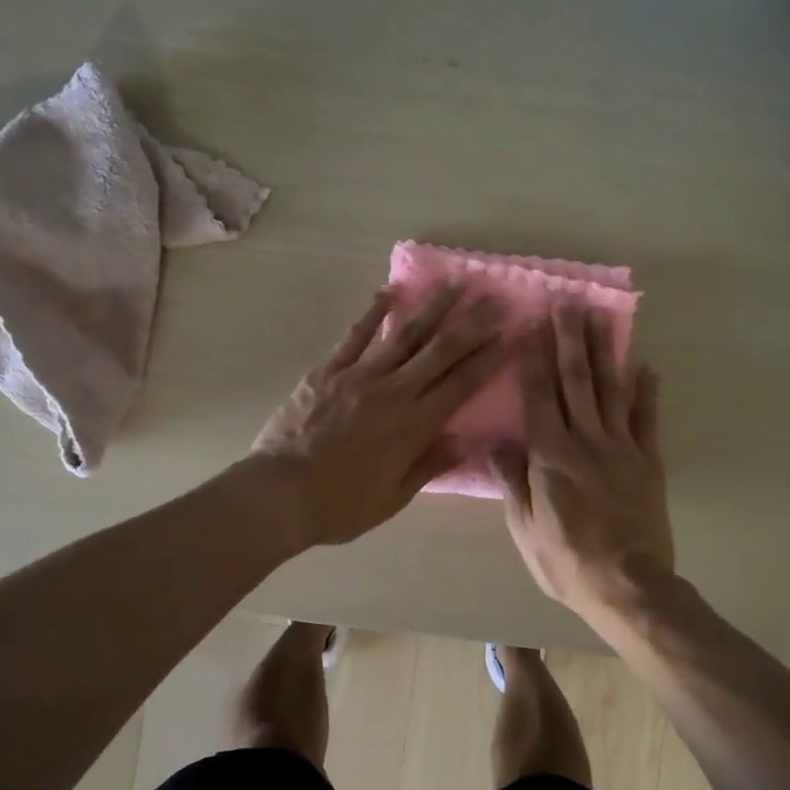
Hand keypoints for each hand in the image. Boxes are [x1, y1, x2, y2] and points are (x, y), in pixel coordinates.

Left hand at [250, 285, 505, 546]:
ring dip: (432, 308)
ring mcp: (359, 376)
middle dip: (471, 324)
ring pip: (404, 334)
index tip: (510, 334)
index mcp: (414, 425)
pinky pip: (355, 335)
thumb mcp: (395, 497)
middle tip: (494, 300)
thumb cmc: (341, 504)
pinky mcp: (328, 370)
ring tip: (454, 284)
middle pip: (440, 351)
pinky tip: (390, 290)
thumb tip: (467, 437)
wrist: (279, 493)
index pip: (461, 384)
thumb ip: (431, 463)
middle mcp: (394, 392)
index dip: (488, 358)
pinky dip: (373, 312)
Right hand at [493, 306, 674, 620]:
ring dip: (605, 351)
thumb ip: (513, 481)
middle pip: (576, 381)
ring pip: (611, 390)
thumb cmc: (566, 561)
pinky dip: (647, 391)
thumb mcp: (525, 528)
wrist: (628, 586)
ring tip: (601, 317)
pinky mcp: (649, 462)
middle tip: (567, 303)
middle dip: (569, 339)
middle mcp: (586, 440)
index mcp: (550, 455)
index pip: (539, 396)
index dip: (533, 358)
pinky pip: (648, 419)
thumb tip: (497, 443)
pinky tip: (646, 365)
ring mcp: (622, 448)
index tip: (530, 325)